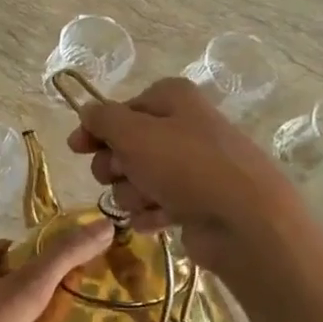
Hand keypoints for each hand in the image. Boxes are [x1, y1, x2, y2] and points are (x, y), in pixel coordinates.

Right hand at [66, 77, 291, 276]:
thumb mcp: (133, 133)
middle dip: (115, 166)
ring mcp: (192, 168)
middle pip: (126, 146)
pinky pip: (156, 206)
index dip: (95, 129)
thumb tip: (87, 112)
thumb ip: (102, 119)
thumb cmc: (186, 166)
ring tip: (150, 200)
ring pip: (137, 180)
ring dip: (133, 193)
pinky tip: (158, 220)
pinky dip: (151, 213)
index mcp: (172, 100)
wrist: (245, 221)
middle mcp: (183, 128)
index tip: (77, 149)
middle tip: (120, 174)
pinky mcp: (196, 203)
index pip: (120, 109)